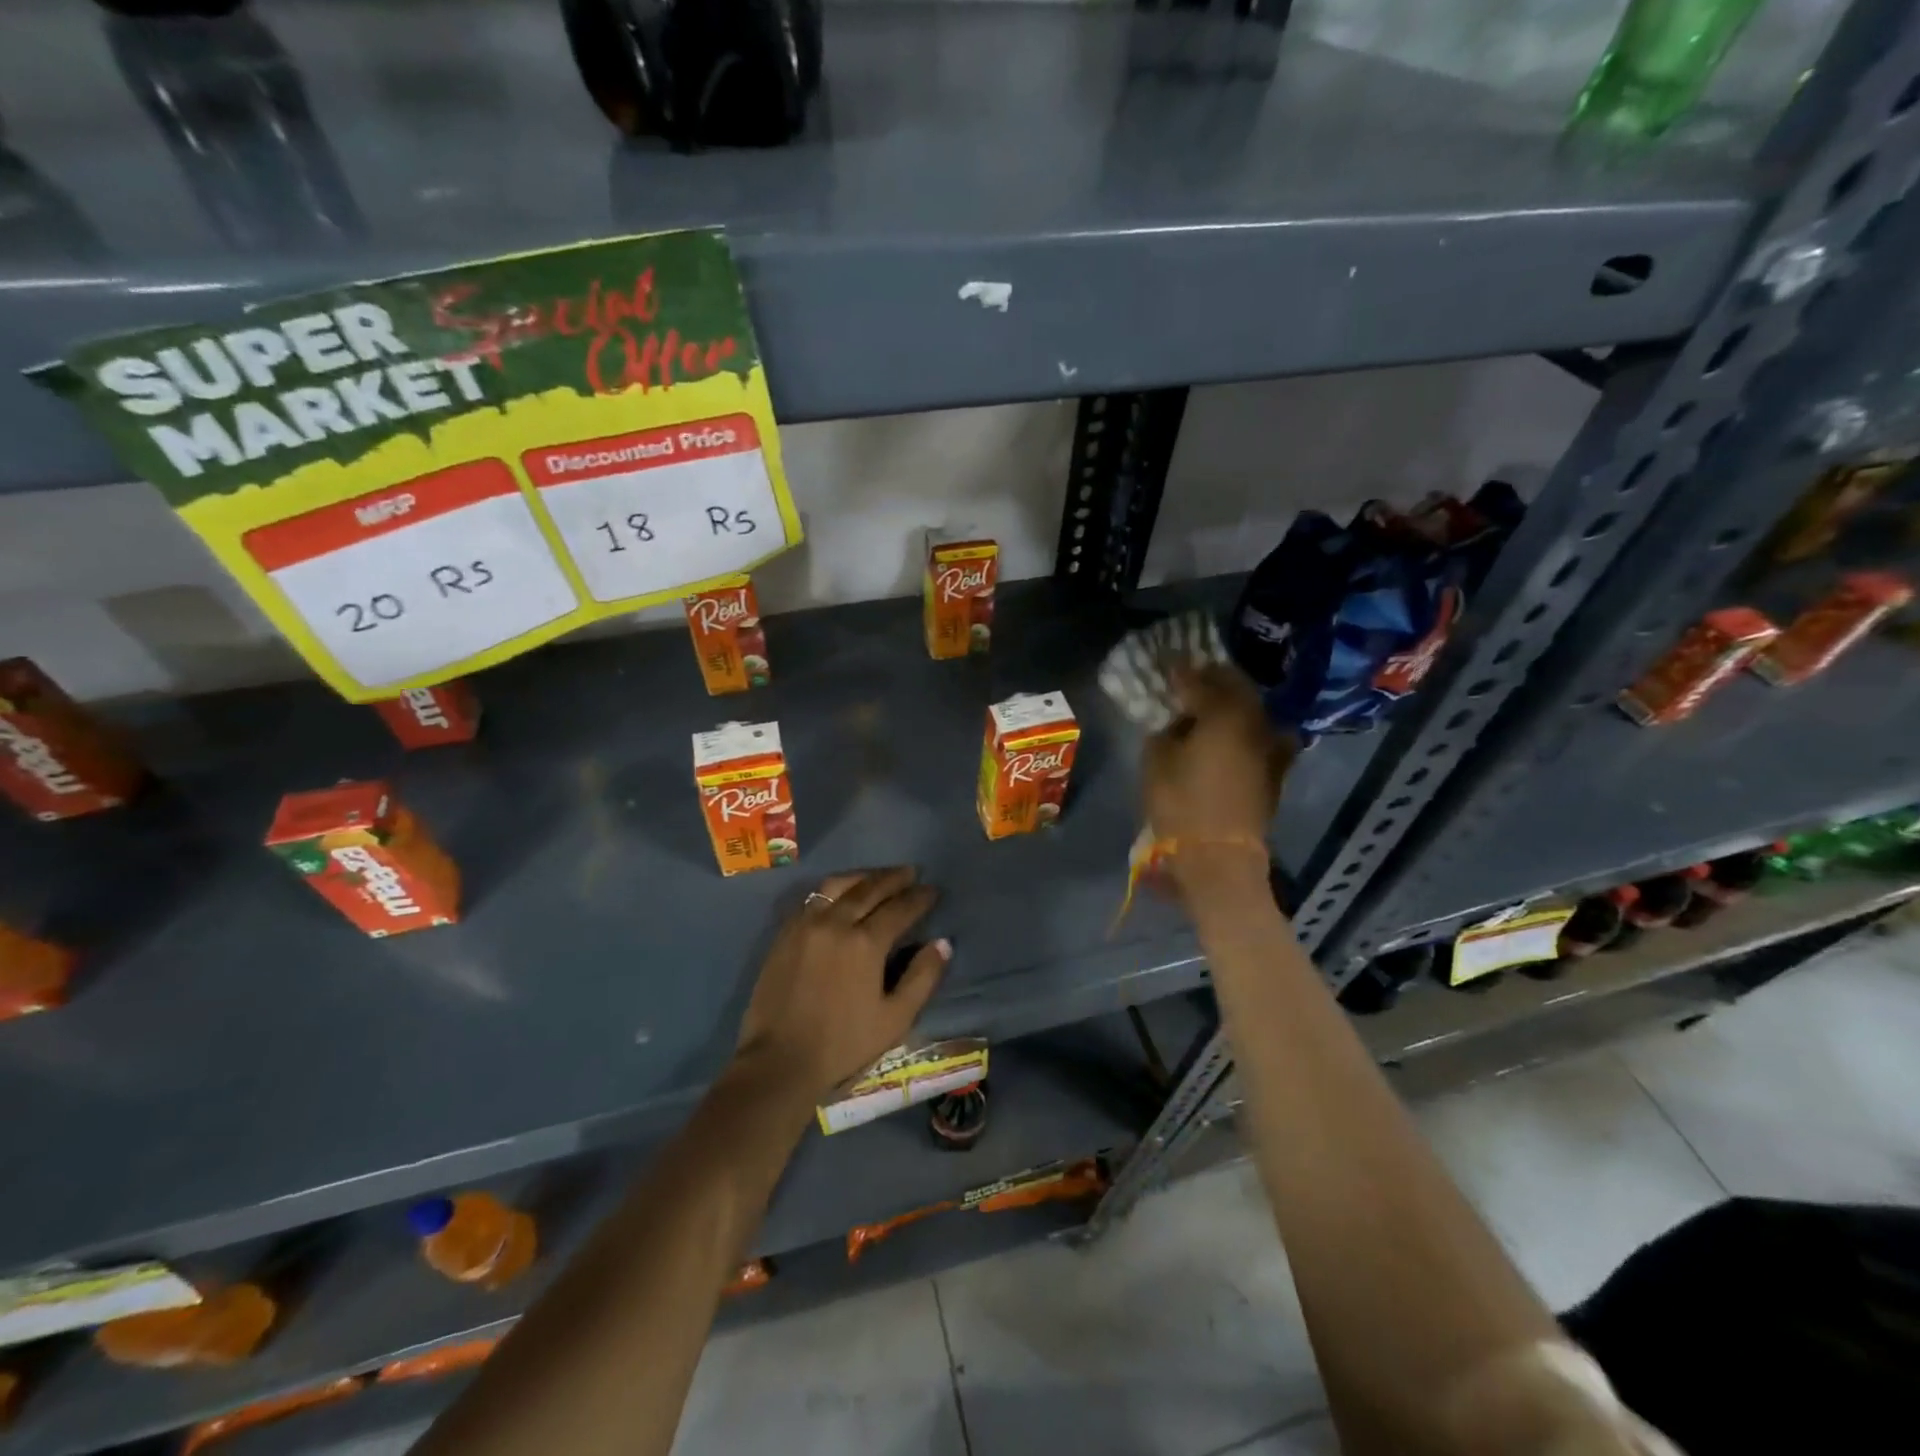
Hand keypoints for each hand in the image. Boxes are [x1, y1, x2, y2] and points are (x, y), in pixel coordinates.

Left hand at [733, 867, 950, 1105]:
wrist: (780, 1060)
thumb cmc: (844, 1043)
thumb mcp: (895, 1018)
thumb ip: (922, 977)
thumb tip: (943, 943)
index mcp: (865, 943)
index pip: (899, 908)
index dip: (919, 897)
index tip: (933, 890)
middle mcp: (835, 923)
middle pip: (869, 888)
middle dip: (894, 878)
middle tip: (911, 873)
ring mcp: (806, 925)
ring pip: (837, 885)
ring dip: (862, 877)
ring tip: (878, 877)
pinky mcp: (785, 934)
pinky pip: (812, 898)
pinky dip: (833, 890)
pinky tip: (841, 895)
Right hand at [1143, 664, 1293, 866]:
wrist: (1220, 856)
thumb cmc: (1181, 804)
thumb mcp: (1157, 761)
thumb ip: (1166, 730)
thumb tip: (1176, 722)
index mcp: (1224, 712)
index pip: (1199, 680)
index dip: (1180, 670)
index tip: (1167, 662)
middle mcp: (1255, 721)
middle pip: (1235, 687)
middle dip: (1212, 679)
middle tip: (1191, 677)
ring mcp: (1270, 745)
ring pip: (1251, 709)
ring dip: (1231, 702)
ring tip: (1210, 704)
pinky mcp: (1275, 770)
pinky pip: (1259, 734)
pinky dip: (1244, 728)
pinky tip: (1230, 733)